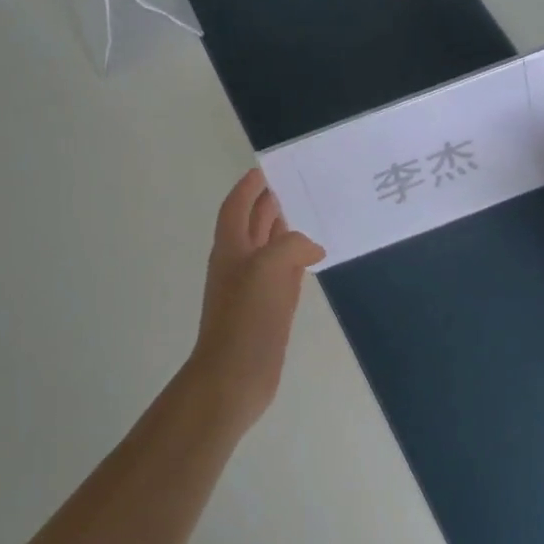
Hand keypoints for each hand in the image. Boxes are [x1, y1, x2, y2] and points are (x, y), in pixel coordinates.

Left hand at [185, 169, 326, 432]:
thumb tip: (312, 248)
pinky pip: (283, 275)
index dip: (248, 187)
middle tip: (296, 185)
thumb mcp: (270, 267)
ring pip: (268, 249)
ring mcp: (253, 289)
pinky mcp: (268, 310)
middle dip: (269, 203)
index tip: (265, 169)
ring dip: (283, 230)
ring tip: (308, 213)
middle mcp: (239, 264)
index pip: (236, 207)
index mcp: (231, 248)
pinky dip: (295, 260)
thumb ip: (292, 245)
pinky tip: (312, 256)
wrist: (235, 375)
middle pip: (252, 224)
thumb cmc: (247, 316)